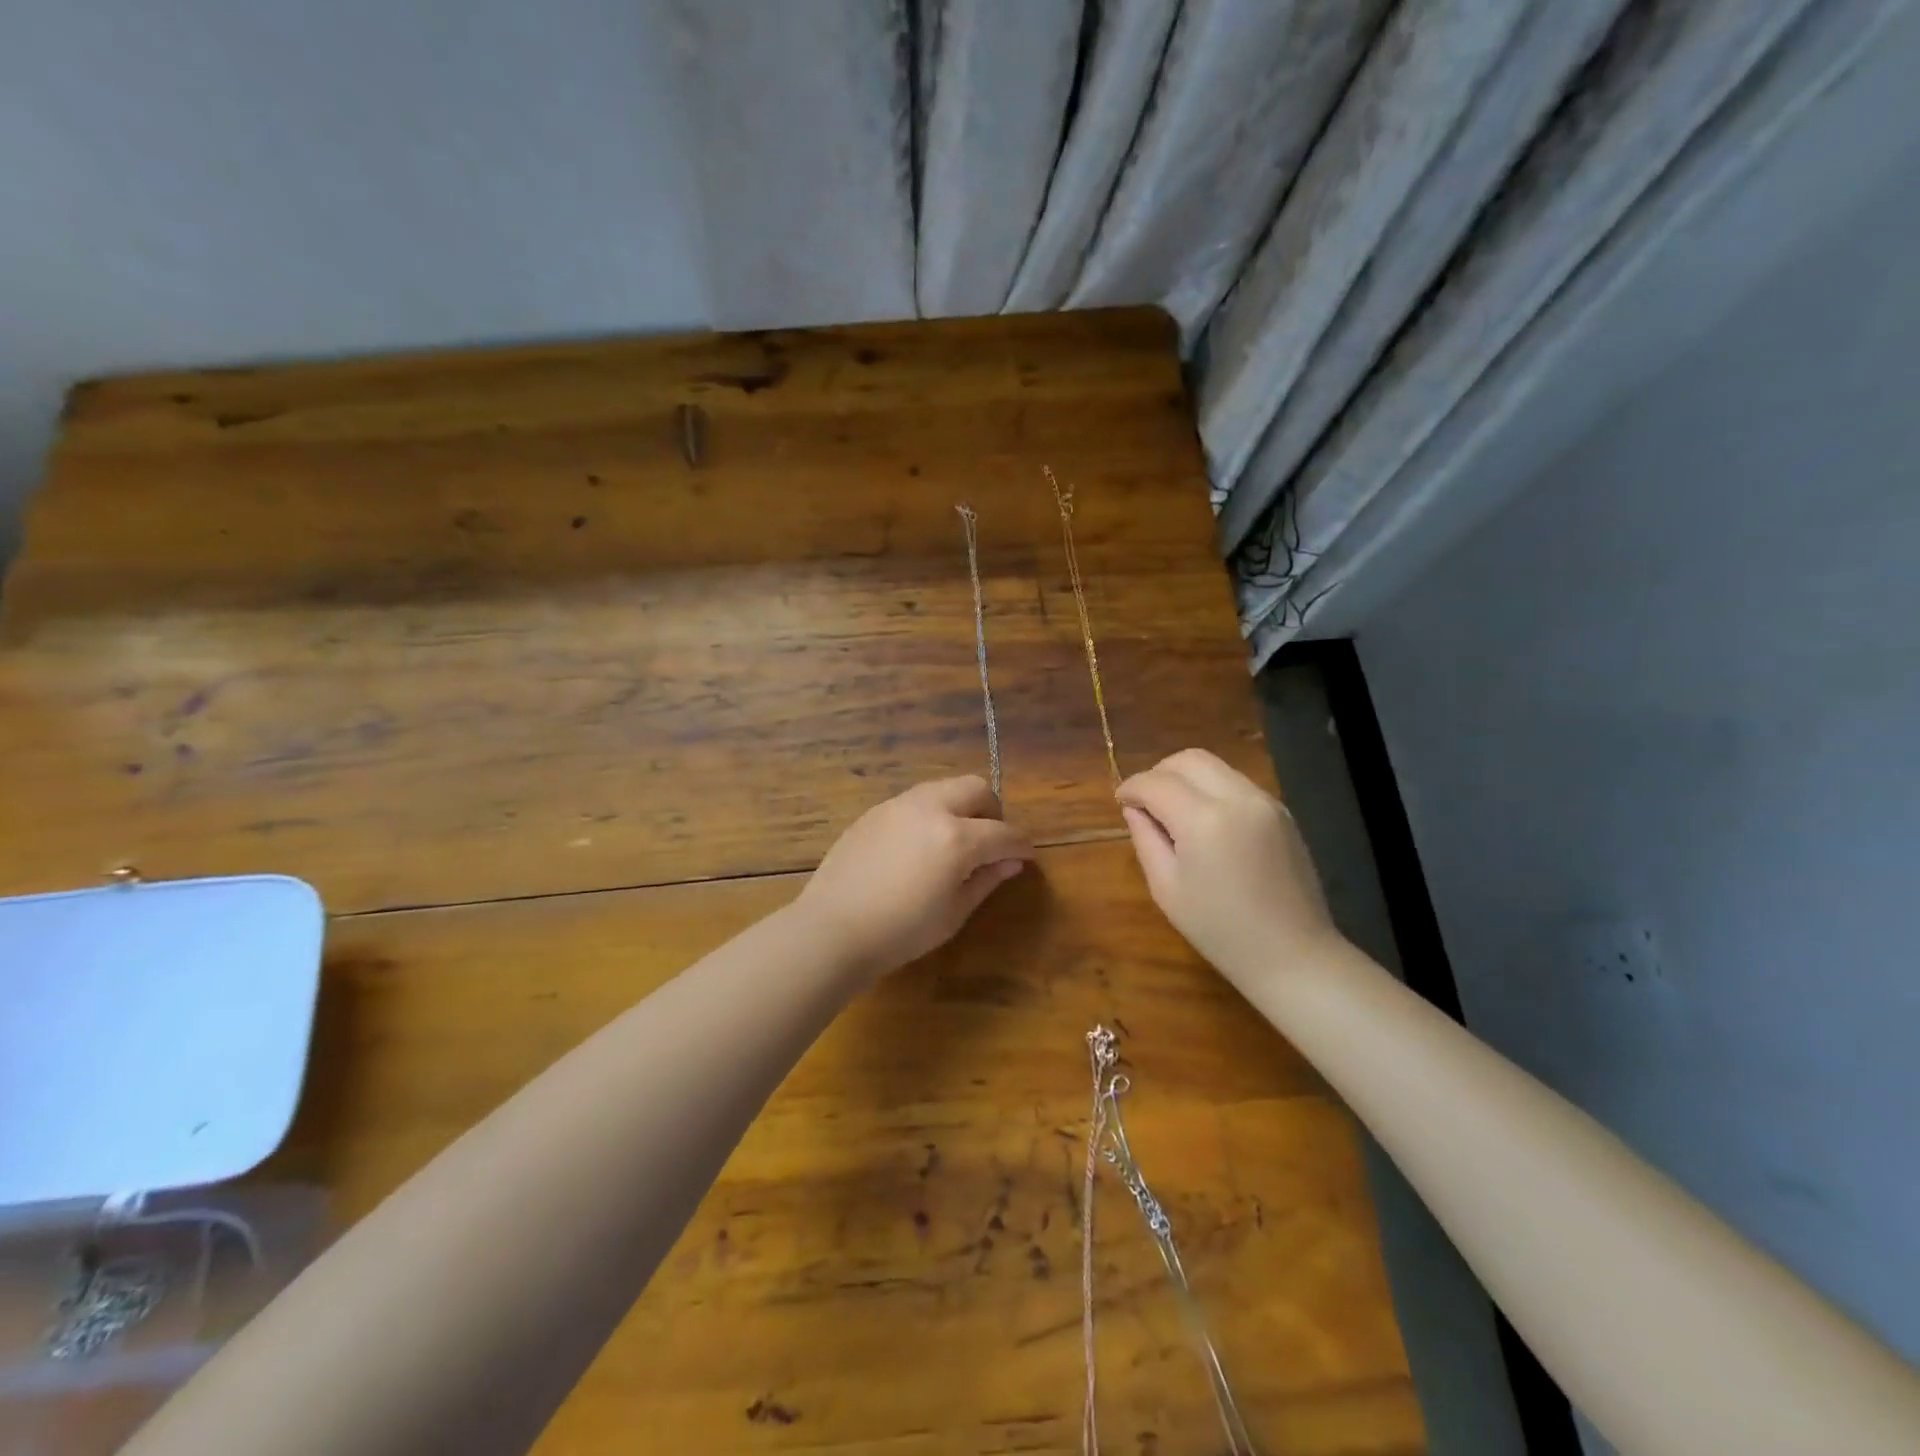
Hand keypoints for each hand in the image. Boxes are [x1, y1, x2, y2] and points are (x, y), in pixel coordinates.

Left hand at [796, 775, 1034, 980]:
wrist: (833, 928)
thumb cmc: (901, 931)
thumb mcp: (954, 913)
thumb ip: (986, 880)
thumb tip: (1012, 862)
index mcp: (957, 838)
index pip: (1004, 832)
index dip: (1021, 845)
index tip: (1025, 856)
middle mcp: (931, 809)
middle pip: (976, 789)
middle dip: (992, 812)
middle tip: (990, 843)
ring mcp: (899, 805)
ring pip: (944, 788)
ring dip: (960, 807)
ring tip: (955, 842)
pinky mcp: (875, 811)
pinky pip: (915, 801)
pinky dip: (931, 814)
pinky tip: (919, 846)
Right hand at [1117, 748, 1340, 983]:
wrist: (1294, 955)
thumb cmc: (1220, 931)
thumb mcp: (1167, 888)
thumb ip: (1146, 839)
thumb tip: (1135, 809)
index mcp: (1204, 820)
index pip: (1156, 782)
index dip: (1132, 787)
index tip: (1120, 801)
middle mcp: (1238, 797)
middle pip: (1188, 759)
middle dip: (1159, 773)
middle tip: (1145, 802)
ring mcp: (1265, 801)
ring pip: (1214, 766)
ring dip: (1186, 778)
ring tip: (1173, 811)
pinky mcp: (1281, 811)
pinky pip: (1236, 783)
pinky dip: (1212, 789)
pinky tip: (1204, 821)